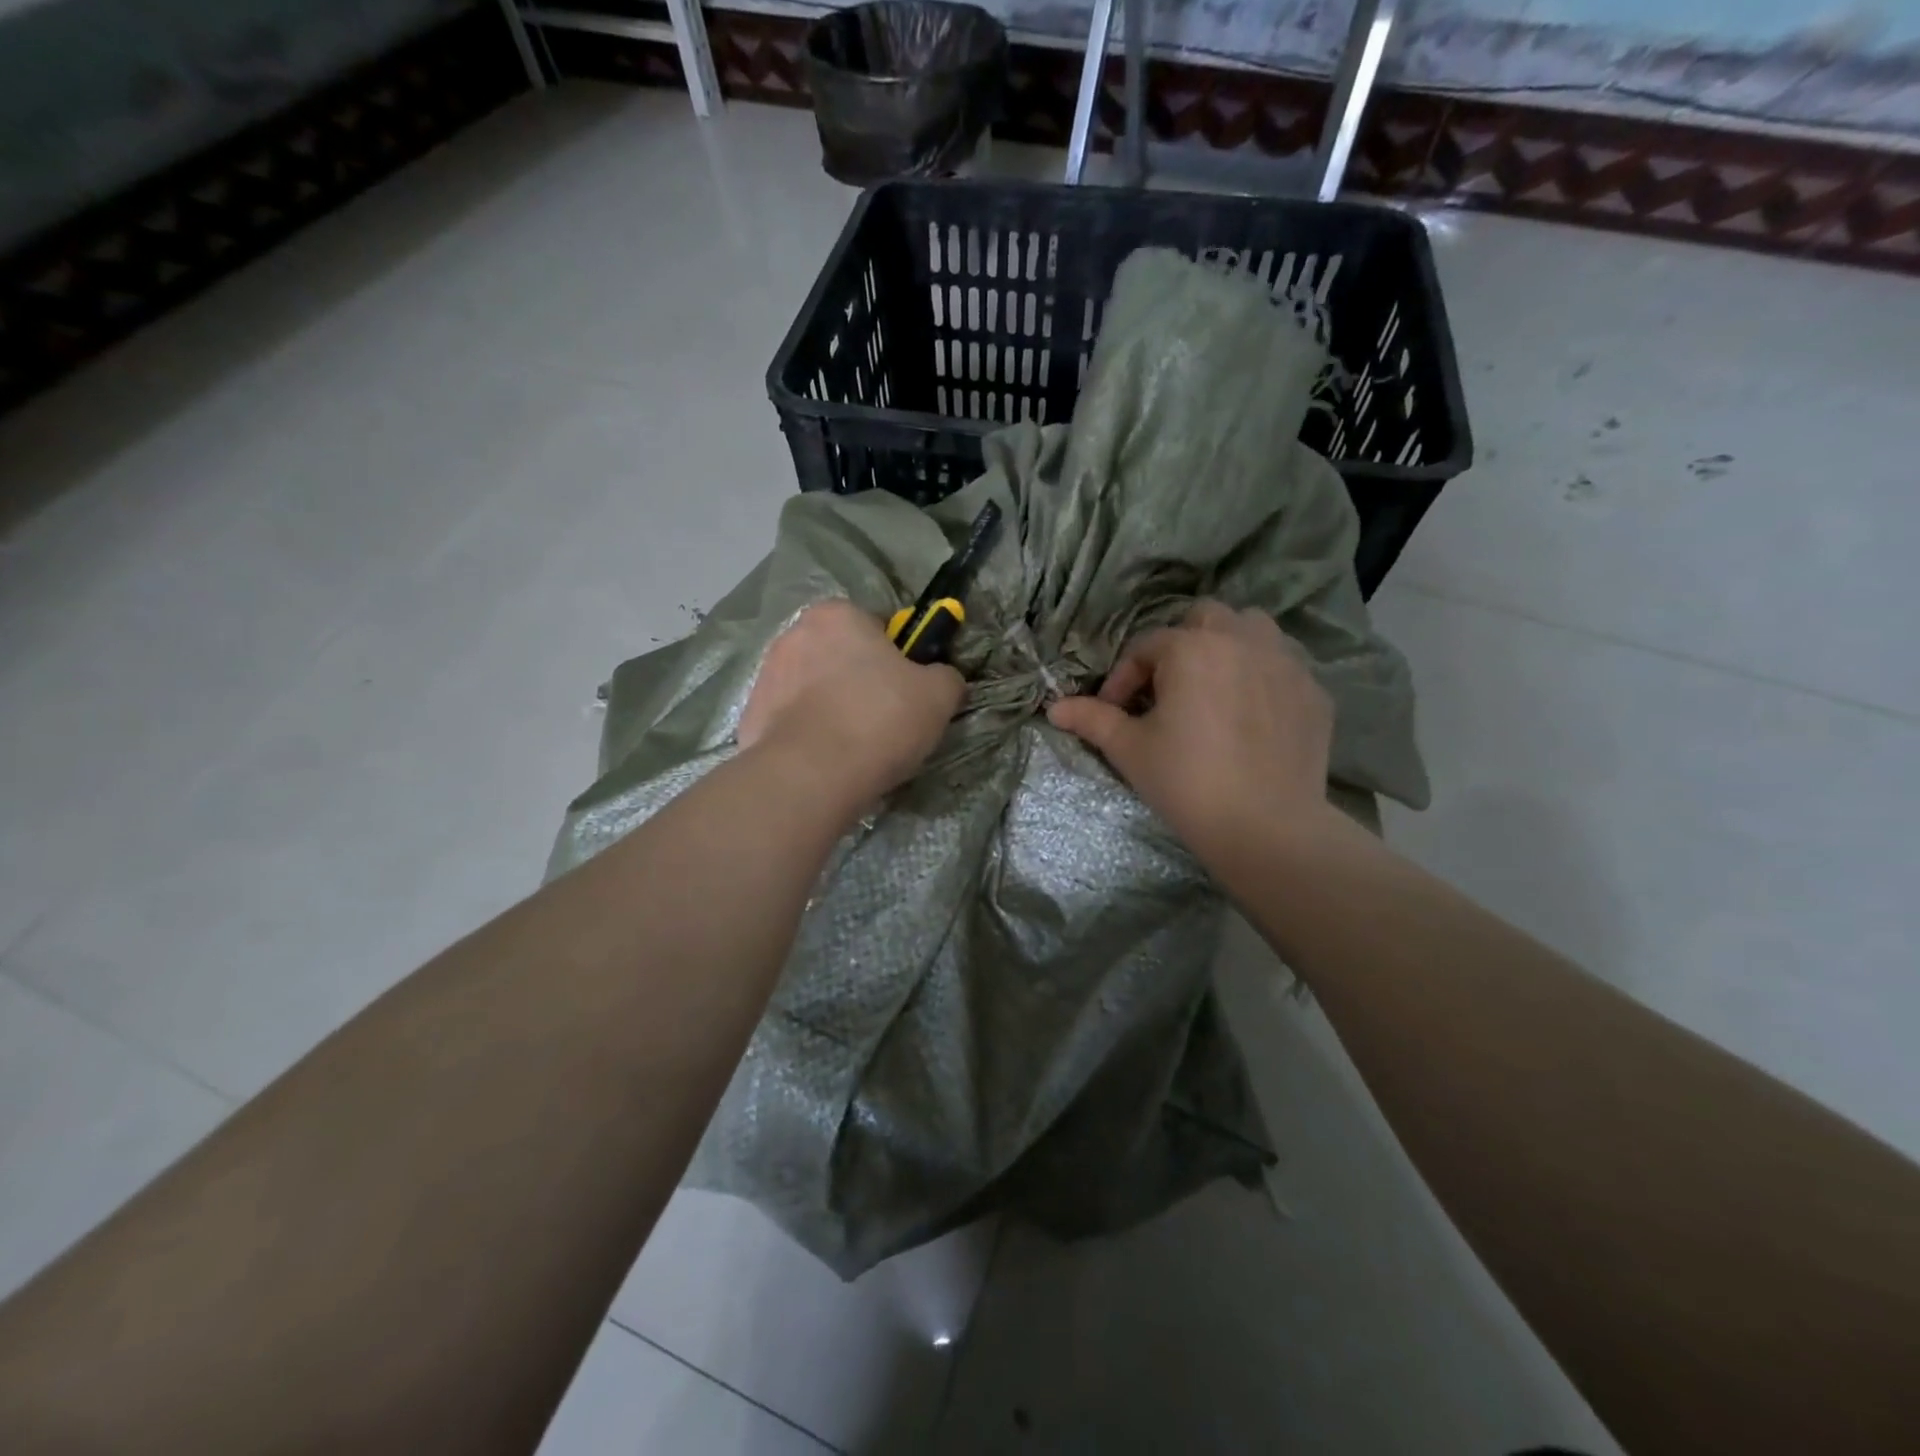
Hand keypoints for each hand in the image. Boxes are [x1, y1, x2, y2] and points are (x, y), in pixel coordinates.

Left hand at [740, 599, 963, 811]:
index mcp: (837, 615)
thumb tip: (942, 678)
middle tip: (884, 720)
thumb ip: (945, 676)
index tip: (906, 690)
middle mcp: (794, 635)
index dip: (896, 657)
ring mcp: (765, 676)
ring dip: (831, 707)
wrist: (811, 775)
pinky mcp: (750, 717)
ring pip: (813, 688)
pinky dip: (807, 735)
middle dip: (859, 681)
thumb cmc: (879, 720)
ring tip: (854, 747)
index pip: (876, 626)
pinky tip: (825, 761)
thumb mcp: (938, 695)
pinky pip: (790, 720)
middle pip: (840, 656)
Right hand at [1046, 601, 1334, 861]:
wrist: (1265, 827)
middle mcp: (1242, 641)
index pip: (1145, 647)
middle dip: (1180, 646)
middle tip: (1168, 689)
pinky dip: (1263, 677)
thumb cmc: (1186, 782)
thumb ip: (1092, 719)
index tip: (1115, 713)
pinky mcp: (1314, 692)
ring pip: (1254, 629)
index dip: (1122, 678)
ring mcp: (1286, 663)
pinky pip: (1284, 666)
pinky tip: (1252, 715)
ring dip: (1229, 646)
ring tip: (1214, 687)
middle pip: (1205, 618)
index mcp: (1192, 648)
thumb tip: (1054, 708)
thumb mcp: (1130, 749)